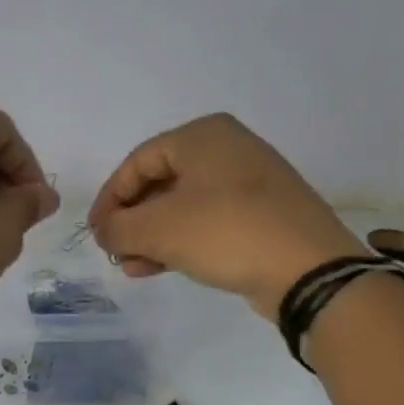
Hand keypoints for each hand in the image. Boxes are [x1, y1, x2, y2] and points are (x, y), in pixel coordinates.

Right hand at [88, 113, 363, 317]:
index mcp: (202, 135)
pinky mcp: (261, 215)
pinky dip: (180, 241)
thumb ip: (117, 227)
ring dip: (152, 237)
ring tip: (133, 268)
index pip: (137, 162)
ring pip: (183, 206)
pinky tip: (159, 268)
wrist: (307, 269)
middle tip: (114, 251)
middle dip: (132, 221)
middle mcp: (227, 149)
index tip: (95, 232)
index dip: (109, 198)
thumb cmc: (225, 232)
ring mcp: (249, 182)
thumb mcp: (157, 229)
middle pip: (160, 183)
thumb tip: (104, 231)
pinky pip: (208, 222)